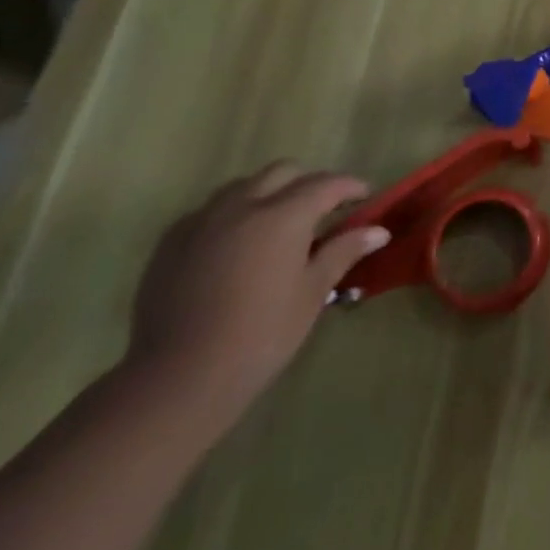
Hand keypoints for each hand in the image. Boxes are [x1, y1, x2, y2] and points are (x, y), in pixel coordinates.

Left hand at [126, 162, 388, 422]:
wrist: (179, 377)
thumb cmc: (261, 333)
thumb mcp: (313, 292)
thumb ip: (343, 251)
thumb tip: (379, 231)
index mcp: (283, 216)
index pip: (326, 184)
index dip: (351, 187)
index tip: (365, 197)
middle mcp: (242, 206)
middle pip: (283, 172)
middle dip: (309, 183)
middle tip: (323, 210)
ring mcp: (201, 222)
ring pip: (243, 186)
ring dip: (268, 193)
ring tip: (278, 224)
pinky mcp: (171, 243)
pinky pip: (209, 211)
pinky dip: (232, 214)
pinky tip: (237, 245)